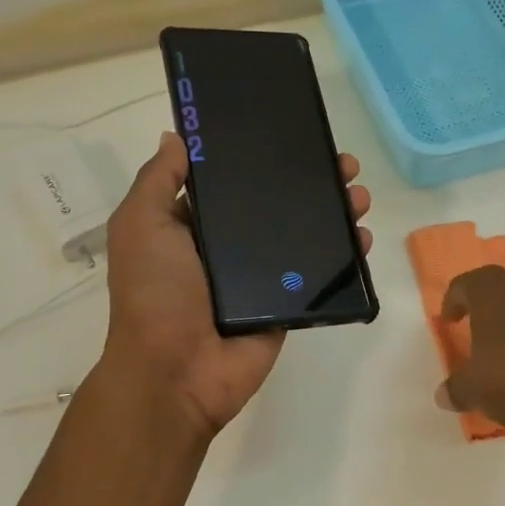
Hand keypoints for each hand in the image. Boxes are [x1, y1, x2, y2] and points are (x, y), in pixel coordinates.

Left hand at [102, 132, 373, 439]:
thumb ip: (158, 180)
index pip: (235, 181)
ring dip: (335, 212)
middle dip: (310, 180)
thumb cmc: (155, 293)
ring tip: (359, 195)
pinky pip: (319, 275)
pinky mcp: (286, 304)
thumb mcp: (141, 225)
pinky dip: (345, 256)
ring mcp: (261, 277)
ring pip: (305, 235)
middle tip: (342, 164)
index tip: (292, 133)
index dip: (262, 156)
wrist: (176, 372)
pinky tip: (363, 236)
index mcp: (195, 225)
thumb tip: (177, 137)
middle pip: (277, 204)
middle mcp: (230, 247)